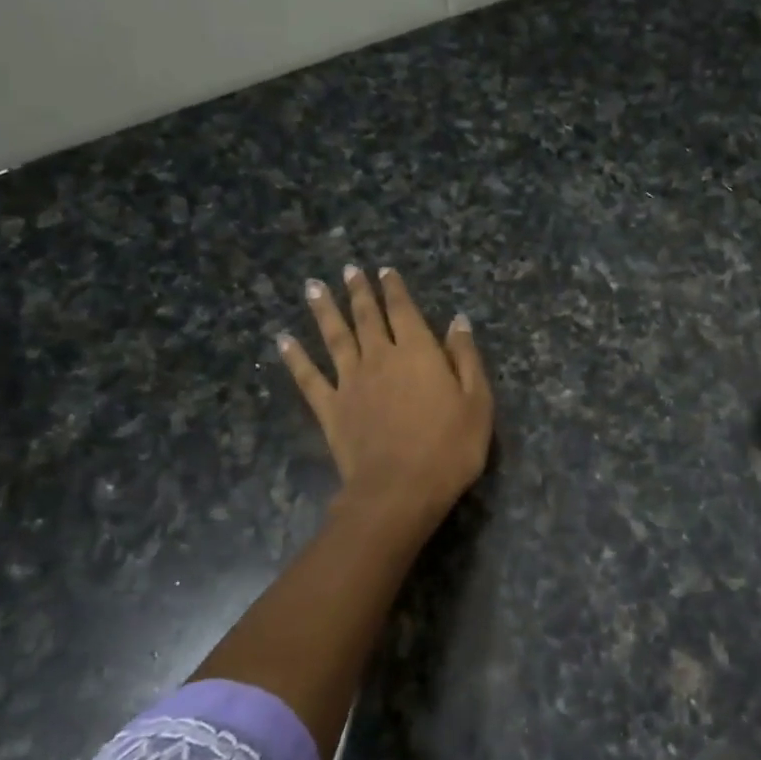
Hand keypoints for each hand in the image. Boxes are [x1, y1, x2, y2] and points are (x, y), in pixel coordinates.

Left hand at [279, 266, 492, 526]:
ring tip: (312, 286)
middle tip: (348, 270)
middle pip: (366, 317)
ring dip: (324, 310)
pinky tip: (284, 340)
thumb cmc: (449, 447)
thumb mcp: (477, 401)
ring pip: (334, 337)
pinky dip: (295, 357)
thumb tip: (458, 321)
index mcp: (418, 352)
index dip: (394, 289)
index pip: (404, 311)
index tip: (384, 270)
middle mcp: (380, 357)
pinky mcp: (330, 409)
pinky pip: (308, 377)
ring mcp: (350, 382)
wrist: (400, 489)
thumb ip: (466, 358)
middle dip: (358, 291)